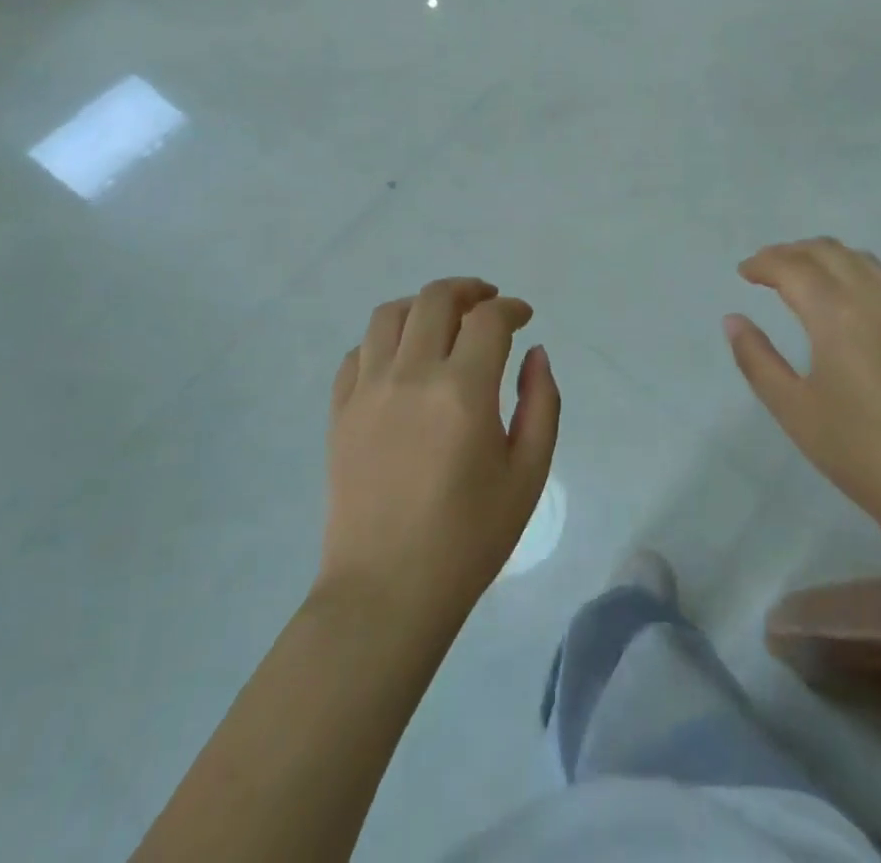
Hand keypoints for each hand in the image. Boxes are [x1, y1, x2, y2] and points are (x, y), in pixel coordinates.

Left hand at [318, 279, 559, 625]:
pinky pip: (358, 352)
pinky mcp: (339, 411)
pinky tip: (402, 359)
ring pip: (390, 314)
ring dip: (422, 306)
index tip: (523, 317)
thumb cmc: (469, 538)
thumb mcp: (528, 474)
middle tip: (487, 303)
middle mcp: (411, 376)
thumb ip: (541, 403)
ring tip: (442, 322)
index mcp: (463, 391)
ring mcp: (367, 390)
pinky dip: (385, 340)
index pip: (488, 319)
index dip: (511, 308)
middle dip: (469, 290)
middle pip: (436, 299)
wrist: (387, 591)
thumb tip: (535, 353)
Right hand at [725, 239, 880, 537]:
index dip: (763, 263)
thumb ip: (756, 358)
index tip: (743, 272)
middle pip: (828, 251)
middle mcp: (873, 299)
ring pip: (861, 260)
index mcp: (835, 313)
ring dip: (826, 256)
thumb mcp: (792, 408)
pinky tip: (847, 299)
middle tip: (766, 268)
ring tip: (803, 274)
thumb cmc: (858, 450)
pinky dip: (855, 271)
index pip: (792, 267)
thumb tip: (733, 320)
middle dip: (792, 251)